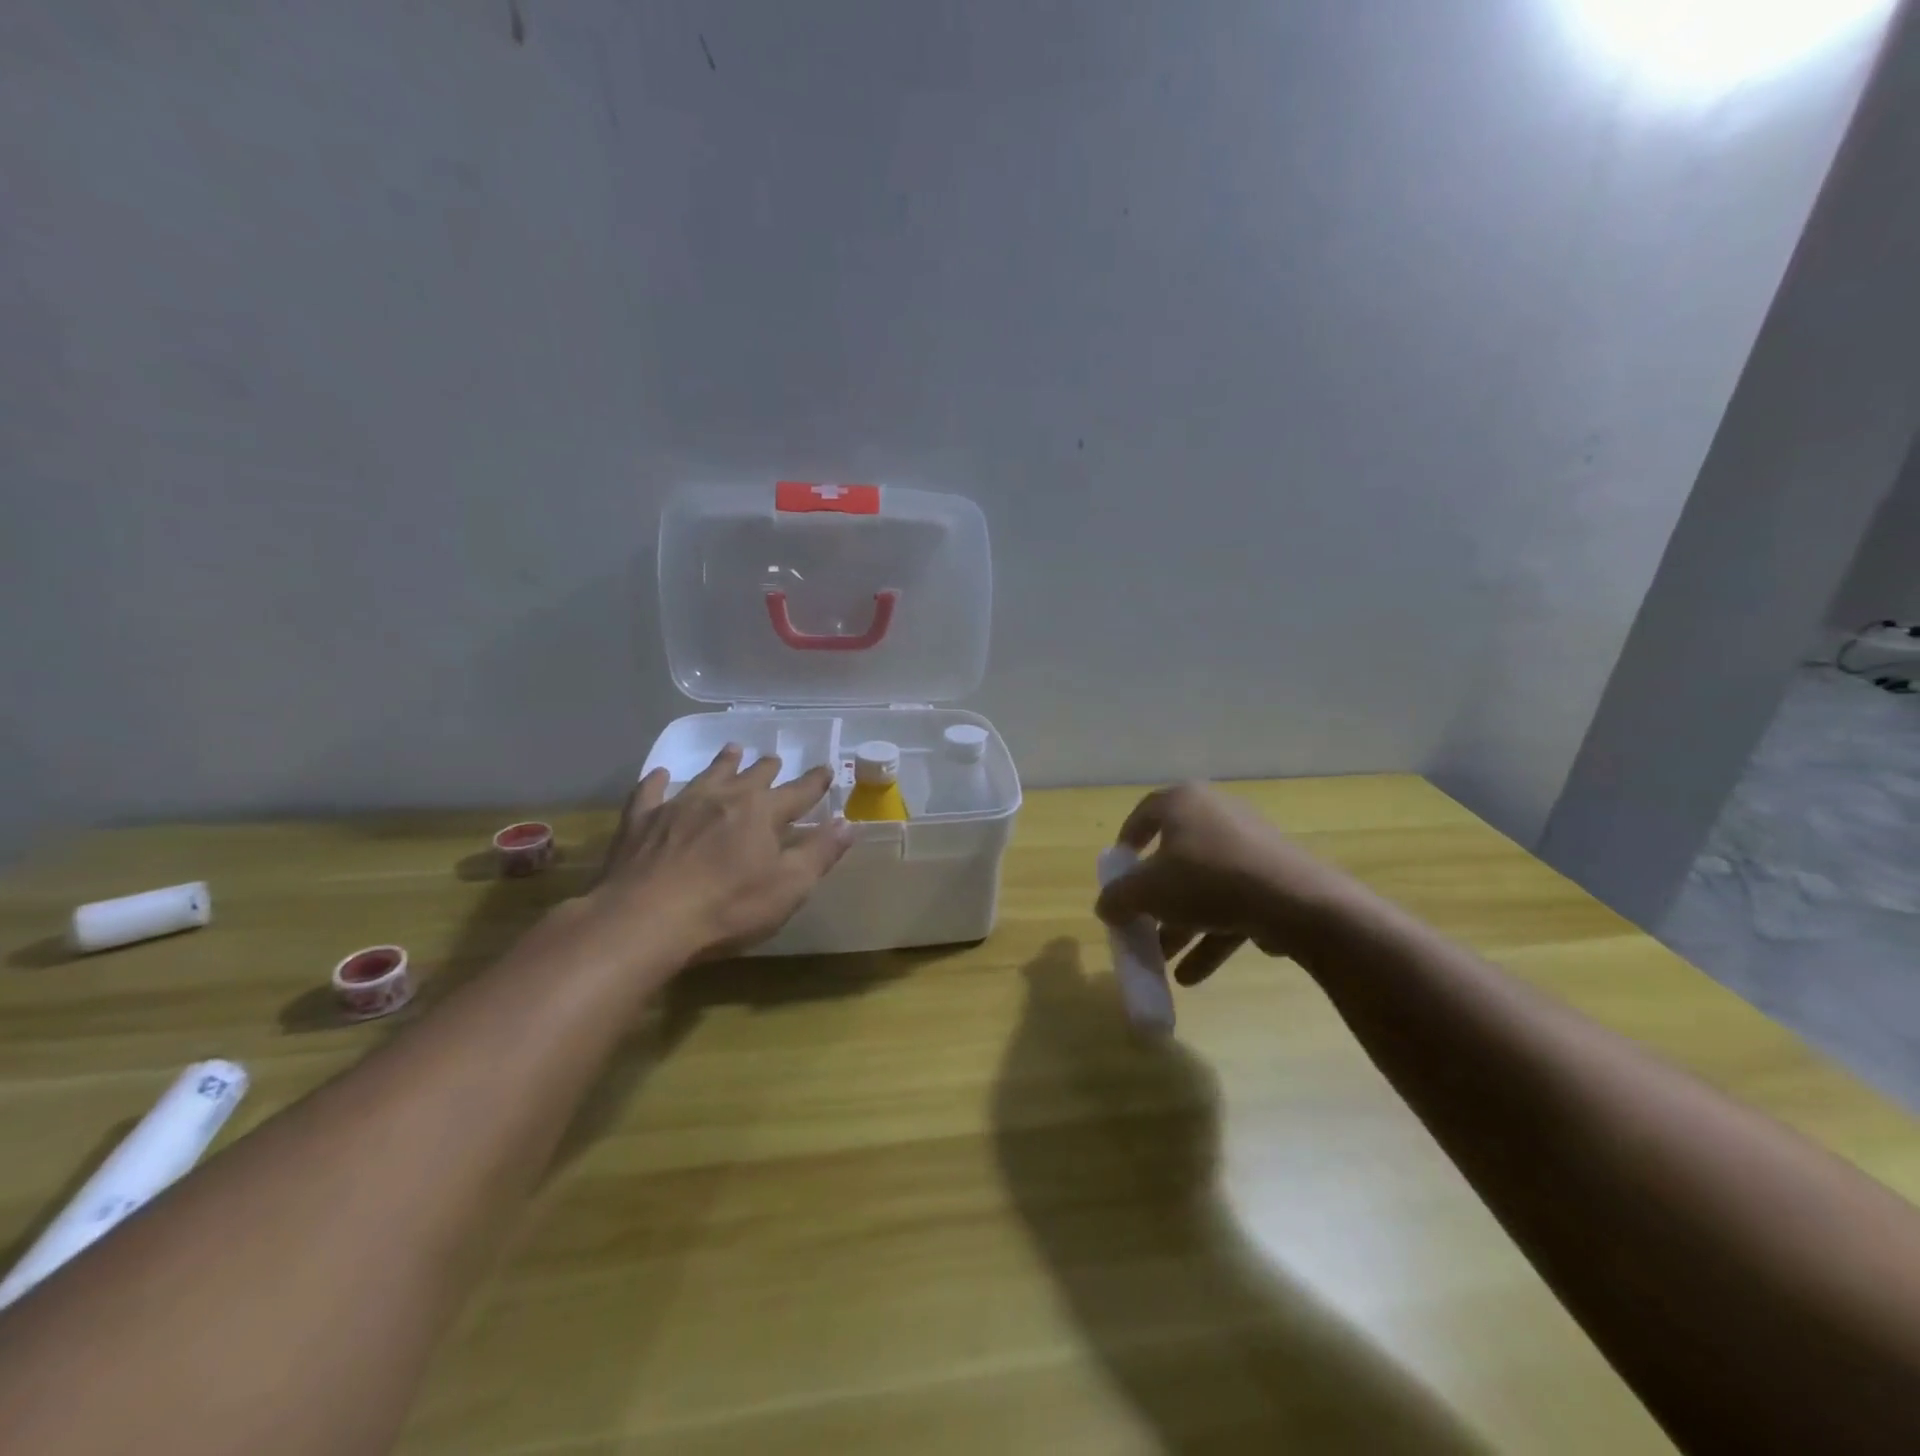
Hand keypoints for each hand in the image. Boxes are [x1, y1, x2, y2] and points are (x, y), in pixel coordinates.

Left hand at [580, 745, 848, 965]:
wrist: (645, 919)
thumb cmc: (728, 907)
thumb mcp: (789, 887)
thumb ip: (820, 853)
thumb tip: (847, 823)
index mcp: (763, 812)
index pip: (798, 792)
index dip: (815, 781)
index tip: (827, 768)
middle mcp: (724, 798)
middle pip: (752, 776)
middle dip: (768, 768)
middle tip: (774, 758)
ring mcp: (679, 805)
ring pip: (707, 775)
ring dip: (723, 763)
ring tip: (733, 750)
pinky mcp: (641, 821)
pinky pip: (651, 792)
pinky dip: (658, 781)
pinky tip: (660, 775)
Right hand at [1094, 782, 1373, 984]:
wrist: (1296, 902)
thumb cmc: (1207, 879)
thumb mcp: (1147, 891)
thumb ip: (1118, 898)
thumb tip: (1105, 906)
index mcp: (1184, 802)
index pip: (1144, 814)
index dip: (1126, 843)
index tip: (1118, 873)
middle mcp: (1217, 814)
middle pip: (1175, 858)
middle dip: (1156, 902)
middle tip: (1143, 929)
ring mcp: (1250, 846)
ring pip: (1205, 886)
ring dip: (1183, 926)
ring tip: (1167, 965)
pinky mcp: (1276, 877)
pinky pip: (1234, 903)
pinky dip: (1214, 933)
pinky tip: (1197, 974)